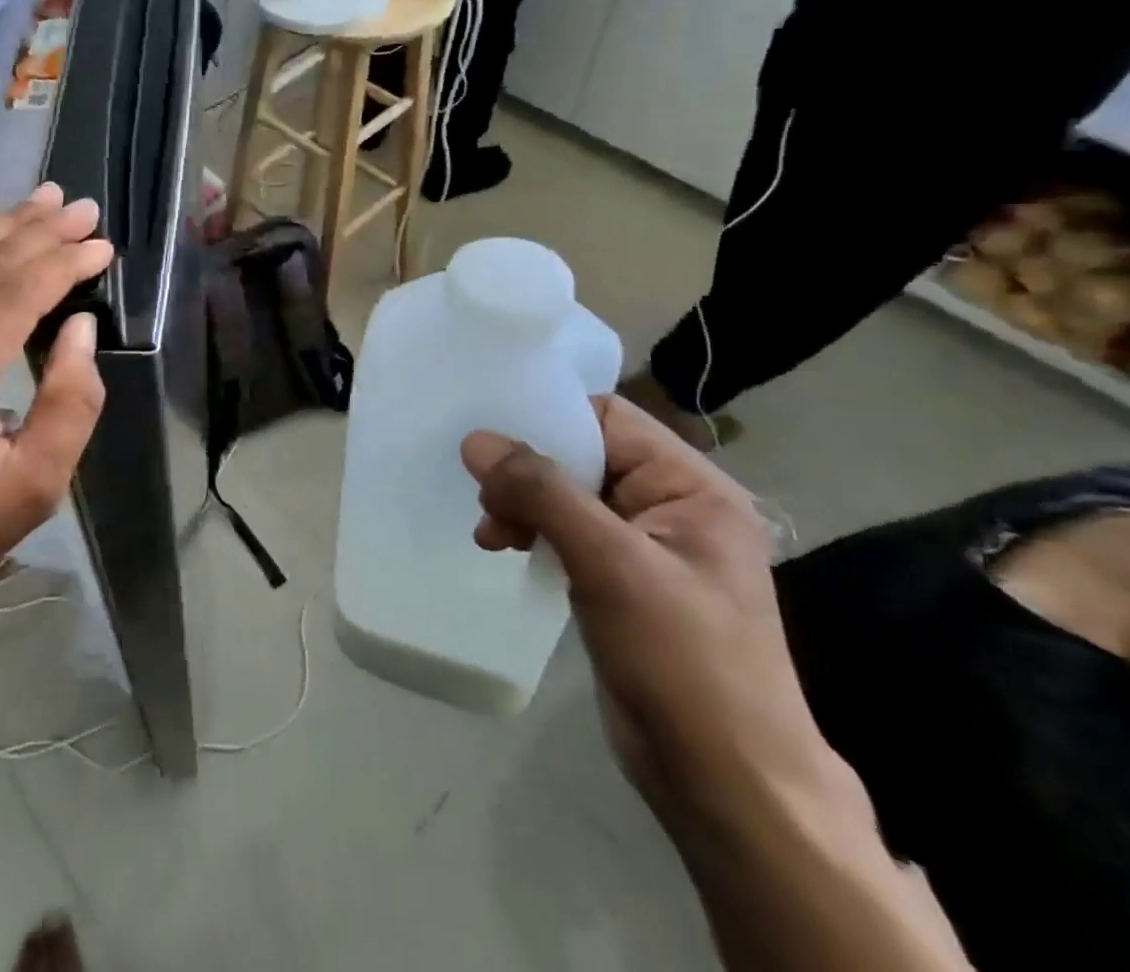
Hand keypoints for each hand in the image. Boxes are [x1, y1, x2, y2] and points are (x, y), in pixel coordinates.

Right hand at [462, 398, 832, 827]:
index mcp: (692, 487)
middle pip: (582, 455)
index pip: (608, 419)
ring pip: (566, 494)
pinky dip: (531, 532)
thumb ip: (542, 492)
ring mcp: (646, 547)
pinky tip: (505, 549)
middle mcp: (672, 507)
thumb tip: (475, 439)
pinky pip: (566, 532)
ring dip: (522, 504)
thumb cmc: (684, 662)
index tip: (489, 438)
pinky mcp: (621, 582)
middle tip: (486, 500)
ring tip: (491, 533)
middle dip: (527, 471)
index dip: (549, 418)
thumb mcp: (611, 565)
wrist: (728, 786)